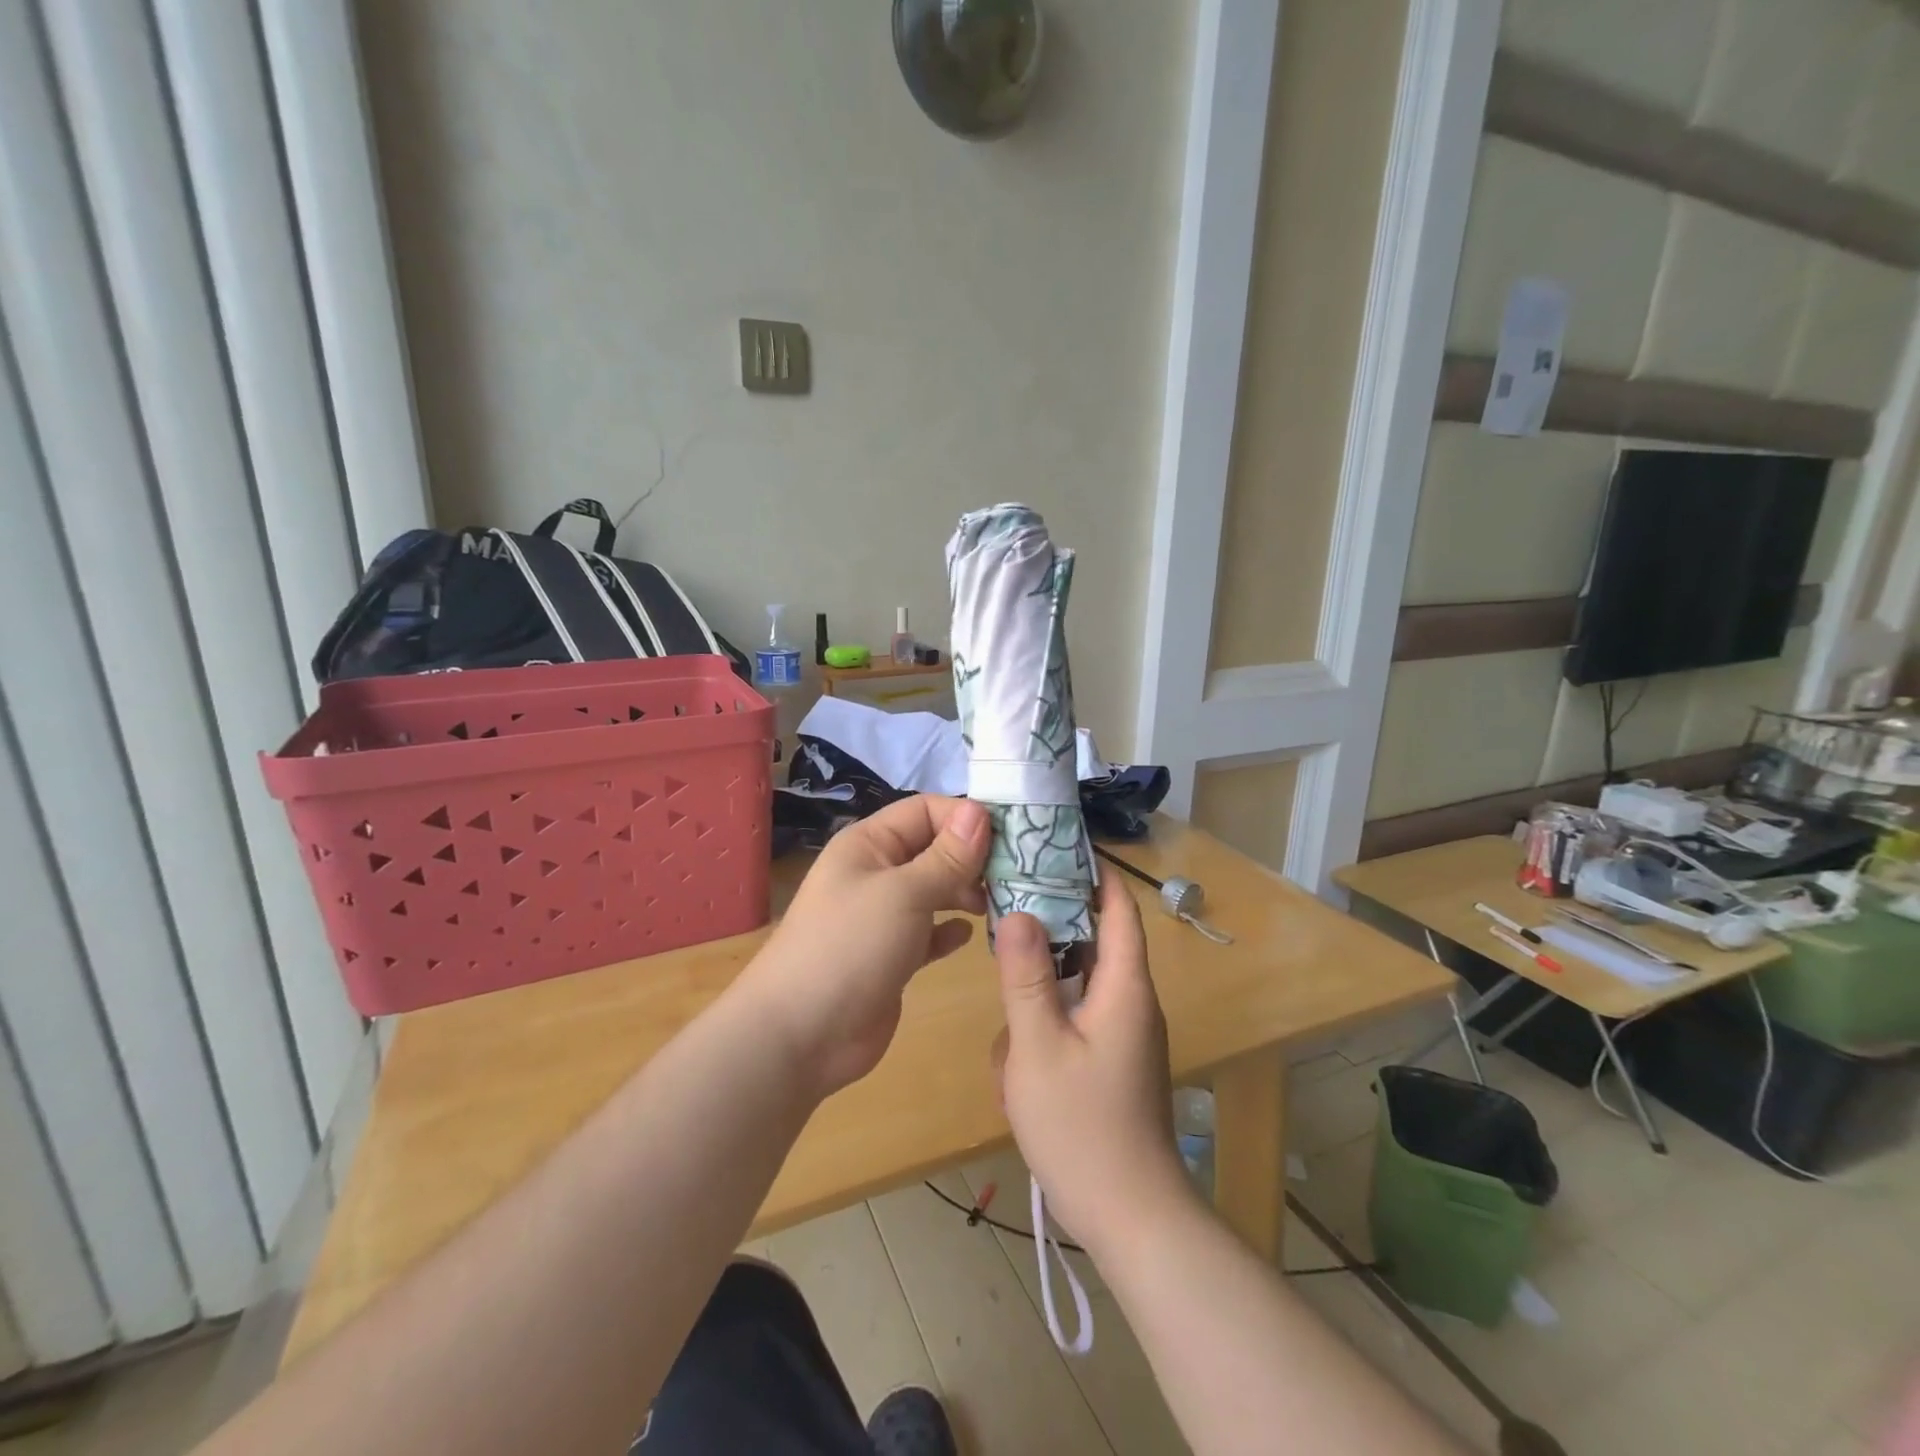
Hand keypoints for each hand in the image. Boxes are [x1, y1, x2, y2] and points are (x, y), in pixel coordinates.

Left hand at [740, 795, 989, 1099]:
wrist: (801, 1034)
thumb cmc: (849, 946)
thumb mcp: (903, 893)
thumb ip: (946, 856)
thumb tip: (979, 811)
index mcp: (869, 844)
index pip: (925, 811)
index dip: (965, 817)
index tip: (1011, 837)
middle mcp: (876, 873)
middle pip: (933, 849)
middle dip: (972, 857)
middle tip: (1014, 876)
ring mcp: (883, 917)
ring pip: (934, 890)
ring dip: (966, 892)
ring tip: (999, 904)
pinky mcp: (892, 956)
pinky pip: (929, 931)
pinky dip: (950, 929)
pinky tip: (970, 935)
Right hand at [993, 875, 1196, 1257]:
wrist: (1130, 1217)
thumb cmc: (1083, 1126)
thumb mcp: (1039, 1046)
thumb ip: (1026, 977)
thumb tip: (1019, 912)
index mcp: (1125, 988)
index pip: (1119, 910)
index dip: (1096, 874)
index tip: (1059, 846)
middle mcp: (1131, 1002)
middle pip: (1094, 942)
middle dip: (1054, 923)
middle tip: (1007, 901)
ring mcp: (1122, 1035)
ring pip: (1078, 986)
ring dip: (1042, 985)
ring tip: (1002, 985)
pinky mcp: (1110, 1062)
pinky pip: (1075, 1022)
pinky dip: (1046, 1023)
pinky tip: (1013, 1051)